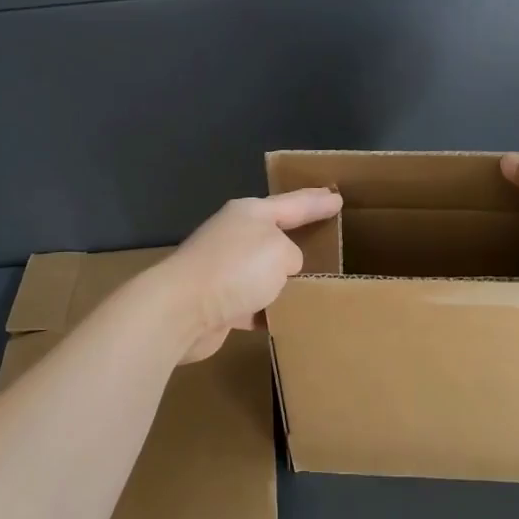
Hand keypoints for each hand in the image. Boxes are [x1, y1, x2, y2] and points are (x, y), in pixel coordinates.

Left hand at [154, 189, 342, 362]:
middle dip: (299, 239)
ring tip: (315, 288)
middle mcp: (235, 237)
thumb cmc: (236, 269)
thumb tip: (279, 274)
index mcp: (250, 214)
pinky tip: (289, 319)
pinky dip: (270, 311)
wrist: (181, 310)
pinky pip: (254, 305)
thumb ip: (291, 256)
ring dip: (284, 282)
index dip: (317, 201)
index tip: (337, 198)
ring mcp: (224, 271)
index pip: (293, 203)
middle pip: (275, 237)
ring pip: (264, 273)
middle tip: (328, 240)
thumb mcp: (280, 251)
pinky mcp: (218, 303)